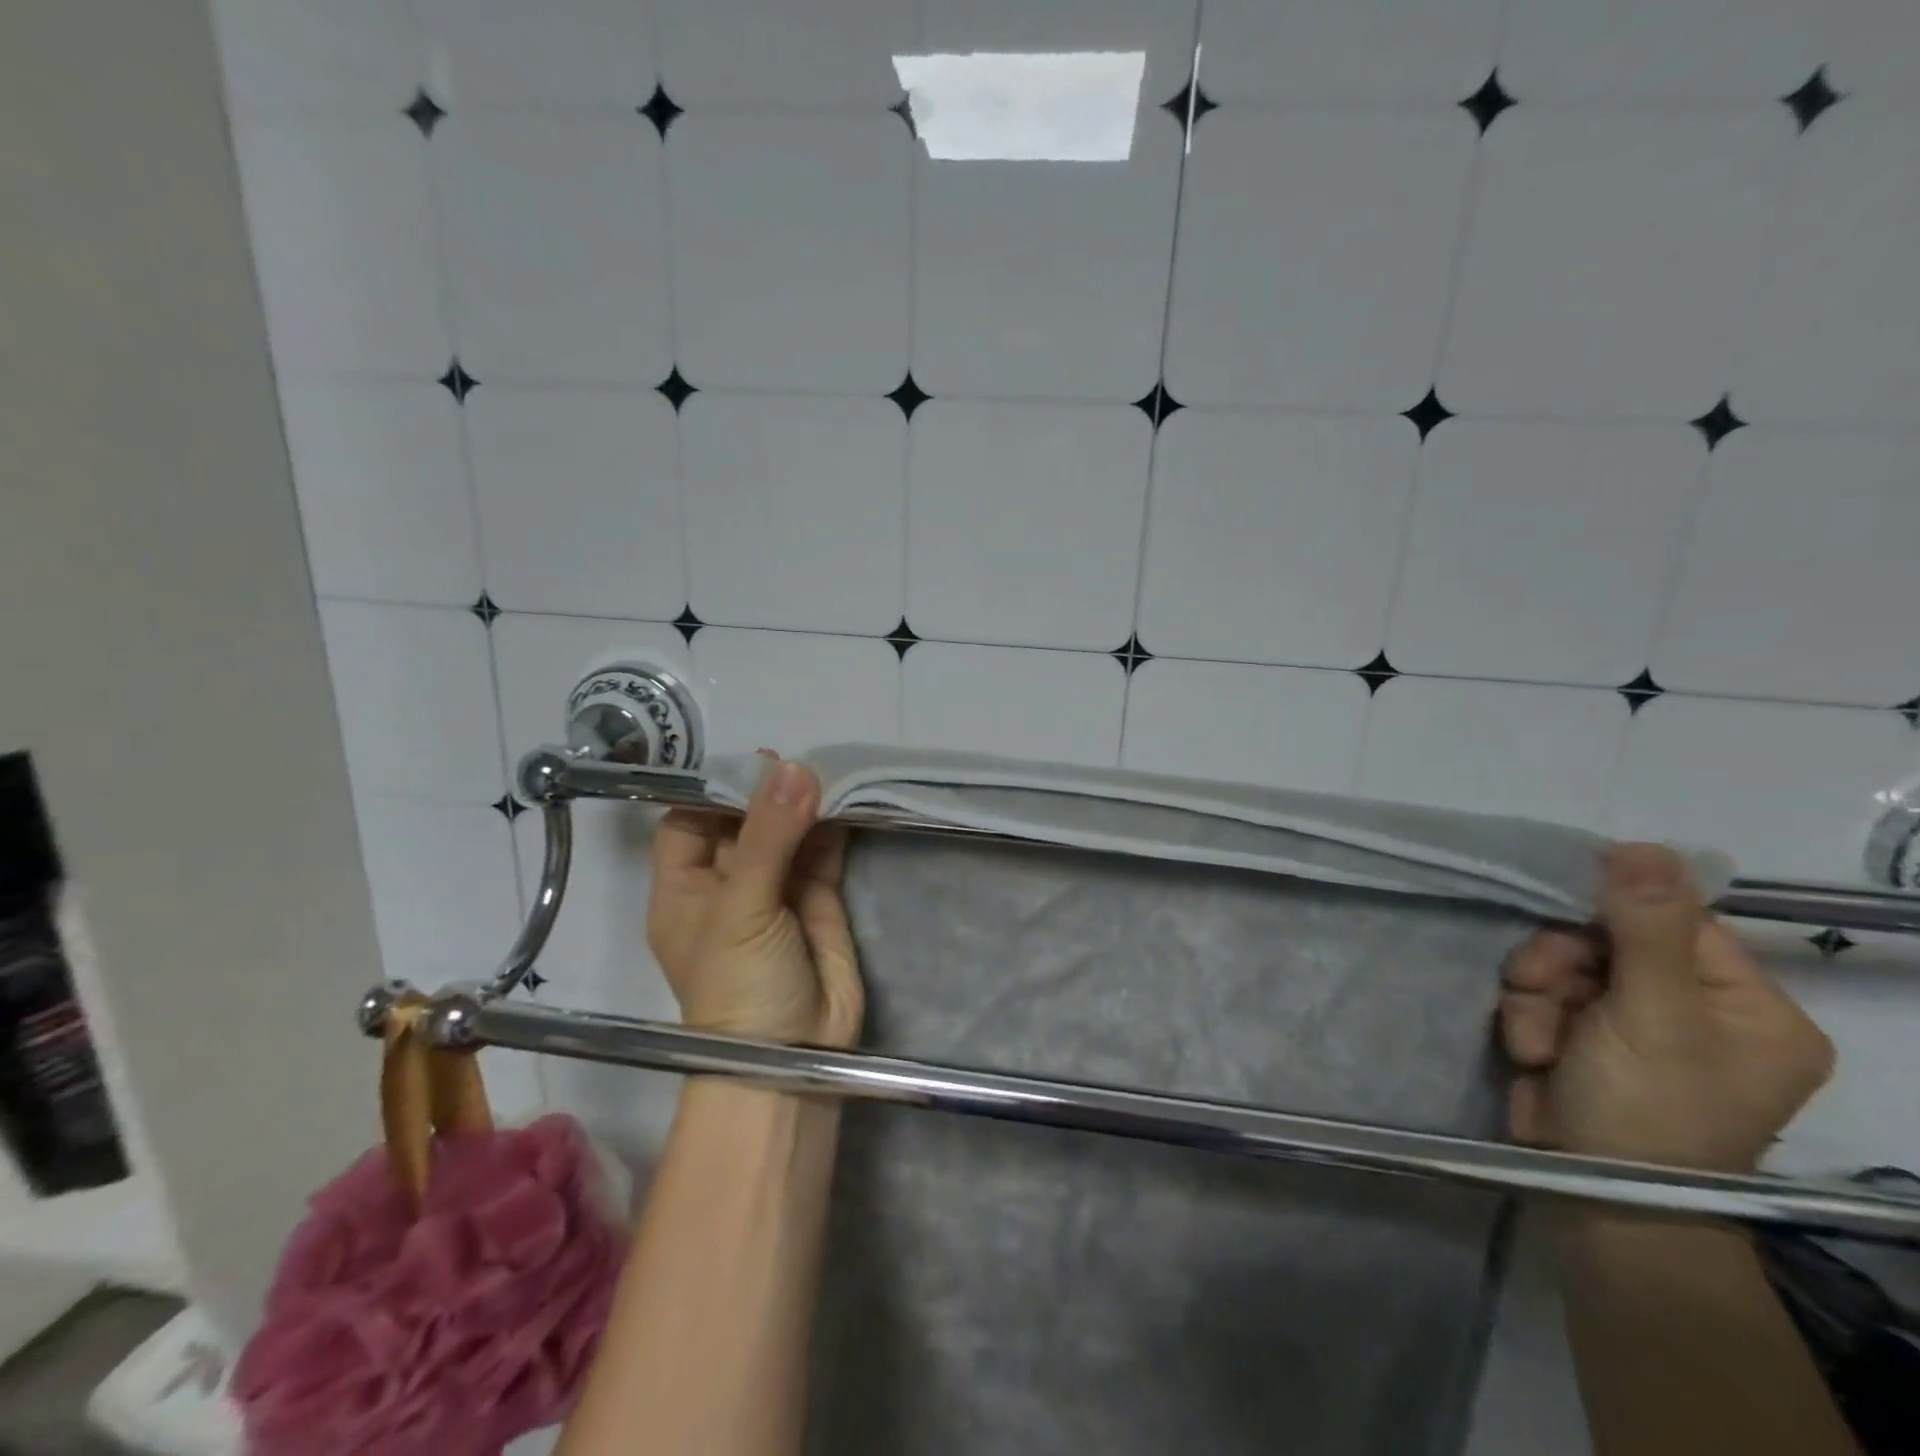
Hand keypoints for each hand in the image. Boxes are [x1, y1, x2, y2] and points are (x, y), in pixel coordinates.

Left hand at [646, 756, 863, 1047]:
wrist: (794, 1059)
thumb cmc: (740, 986)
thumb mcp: (741, 907)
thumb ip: (769, 836)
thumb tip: (795, 767)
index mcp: (685, 889)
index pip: (688, 822)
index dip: (713, 790)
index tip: (750, 760)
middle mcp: (728, 884)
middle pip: (743, 822)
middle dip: (767, 791)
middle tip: (797, 760)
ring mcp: (776, 891)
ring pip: (788, 833)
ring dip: (805, 805)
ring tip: (826, 771)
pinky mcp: (819, 900)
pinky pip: (823, 853)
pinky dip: (834, 828)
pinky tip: (846, 799)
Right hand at [1499, 843, 1833, 1171]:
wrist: (1591, 1195)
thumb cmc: (1645, 1108)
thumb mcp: (1651, 1015)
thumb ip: (1646, 928)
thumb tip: (1643, 844)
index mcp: (1748, 1005)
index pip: (1675, 920)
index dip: (1613, 913)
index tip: (1566, 924)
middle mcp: (1697, 1010)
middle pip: (1607, 939)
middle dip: (1560, 961)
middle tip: (1545, 990)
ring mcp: (1635, 1025)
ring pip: (1562, 964)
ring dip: (1535, 993)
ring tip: (1537, 1038)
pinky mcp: (1582, 1037)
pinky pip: (1542, 995)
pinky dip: (1528, 1018)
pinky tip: (1533, 1051)